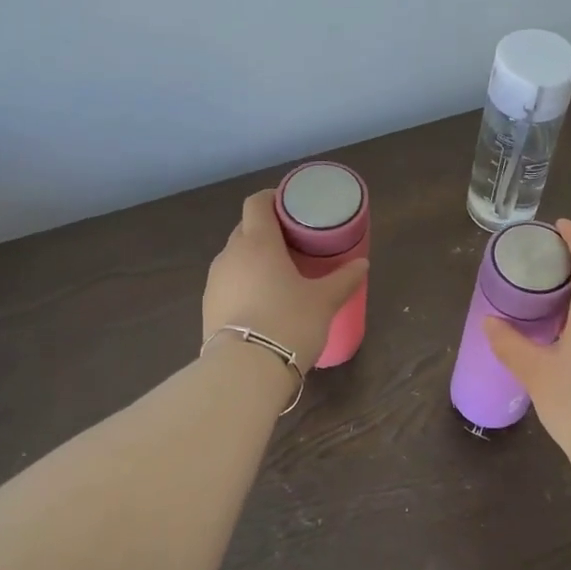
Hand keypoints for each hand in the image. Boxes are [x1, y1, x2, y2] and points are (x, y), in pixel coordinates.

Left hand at [203, 189, 367, 369]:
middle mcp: (231, 255)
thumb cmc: (289, 322)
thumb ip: (344, 279)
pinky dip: (244, 283)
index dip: (272, 198)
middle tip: (293, 242)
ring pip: (235, 257)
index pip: (257, 203)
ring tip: (278, 274)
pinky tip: (262, 302)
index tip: (290, 205)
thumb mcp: (324, 301)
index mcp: (258, 242)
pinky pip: (228, 283)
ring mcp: (214, 281)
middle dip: (266, 230)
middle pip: (245, 229)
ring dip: (254, 259)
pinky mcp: (207, 307)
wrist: (245, 371)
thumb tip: (362, 263)